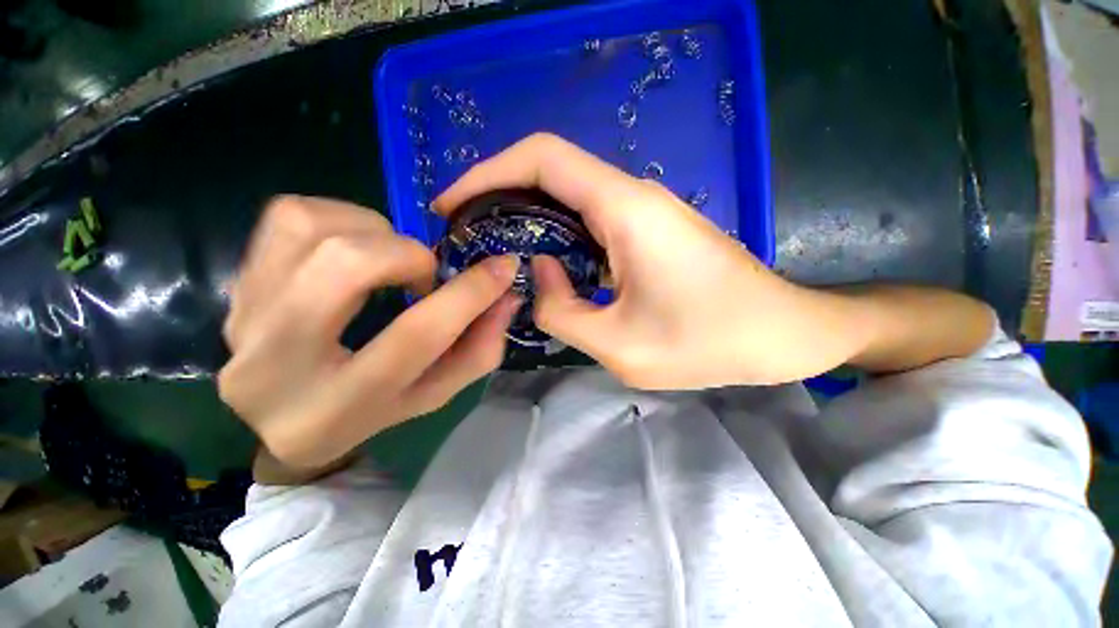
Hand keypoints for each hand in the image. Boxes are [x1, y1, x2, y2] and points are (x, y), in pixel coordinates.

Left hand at [219, 195, 519, 471]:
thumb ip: (478, 349)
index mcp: (340, 406)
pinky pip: (287, 216)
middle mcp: (275, 364)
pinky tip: (355, 246)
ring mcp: (243, 318)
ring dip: (374, 231)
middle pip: (348, 266)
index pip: (417, 336)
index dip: (470, 293)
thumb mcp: (435, 392)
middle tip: (426, 274)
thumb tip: (506, 296)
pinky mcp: (235, 286)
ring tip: (390, 259)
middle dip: (408, 256)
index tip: (504, 266)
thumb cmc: (374, 410)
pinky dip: (338, 217)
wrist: (287, 419)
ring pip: (311, 229)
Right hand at [435, 133, 864, 388]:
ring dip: (528, 216)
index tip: (451, 204)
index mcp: (625, 209)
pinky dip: (557, 233)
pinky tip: (545, 263)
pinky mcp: (649, 229)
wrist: (780, 335)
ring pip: (569, 196)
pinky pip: (589, 218)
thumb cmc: (710, 344)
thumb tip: (538, 272)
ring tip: (495, 250)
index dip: (487, 172)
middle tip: (467, 234)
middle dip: (500, 195)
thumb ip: (560, 310)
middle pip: (550, 170)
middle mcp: (633, 196)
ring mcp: (643, 210)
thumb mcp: (619, 346)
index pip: (542, 158)